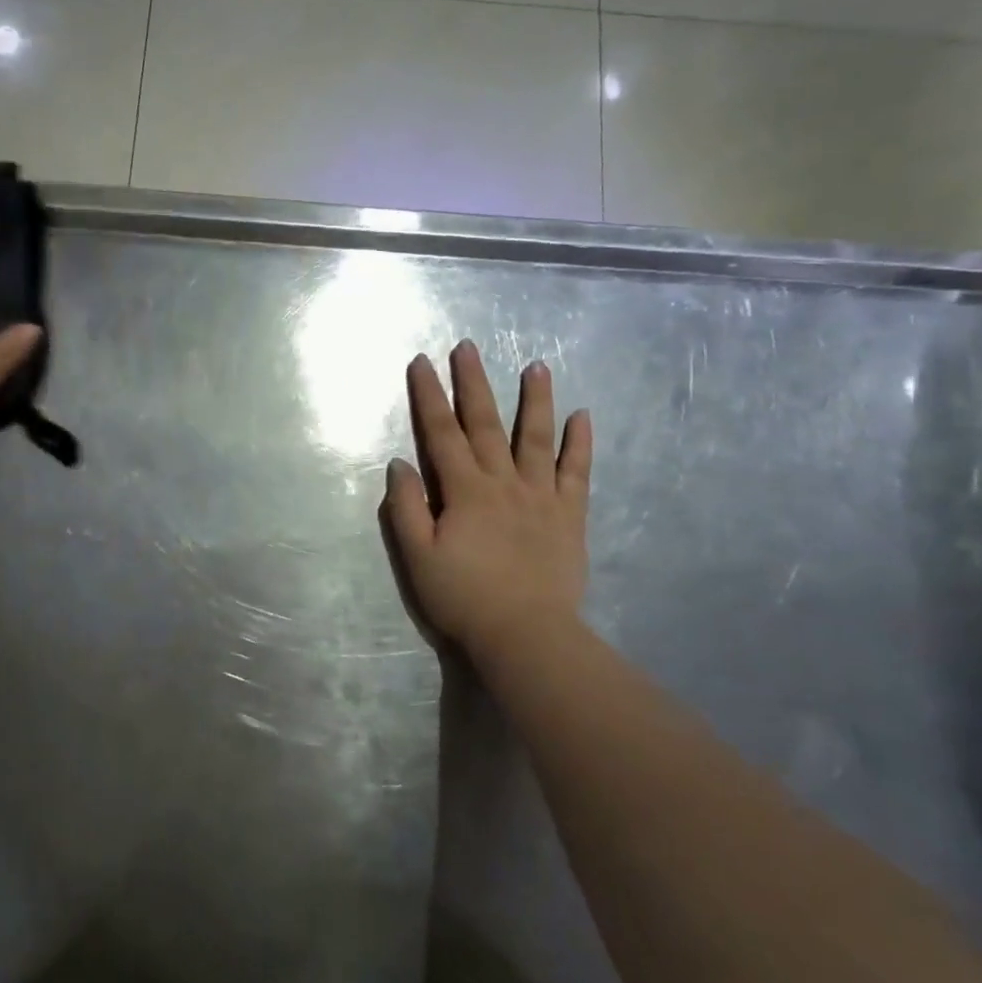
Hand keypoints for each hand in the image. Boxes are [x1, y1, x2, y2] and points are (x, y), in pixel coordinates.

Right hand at [382, 339, 591, 658]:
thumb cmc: (464, 597)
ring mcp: (540, 496)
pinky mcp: (569, 515)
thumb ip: (407, 508)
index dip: (429, 395)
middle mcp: (502, 482)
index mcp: (464, 491)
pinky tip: (582, 416)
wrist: (527, 635)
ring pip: (535, 438)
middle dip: (472, 383)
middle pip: (485, 423)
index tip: (421, 362)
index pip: (441, 433)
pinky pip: (576, 472)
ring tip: (536, 366)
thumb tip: (400, 464)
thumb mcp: (418, 557)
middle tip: (468, 347)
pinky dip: (579, 443)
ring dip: (534, 400)